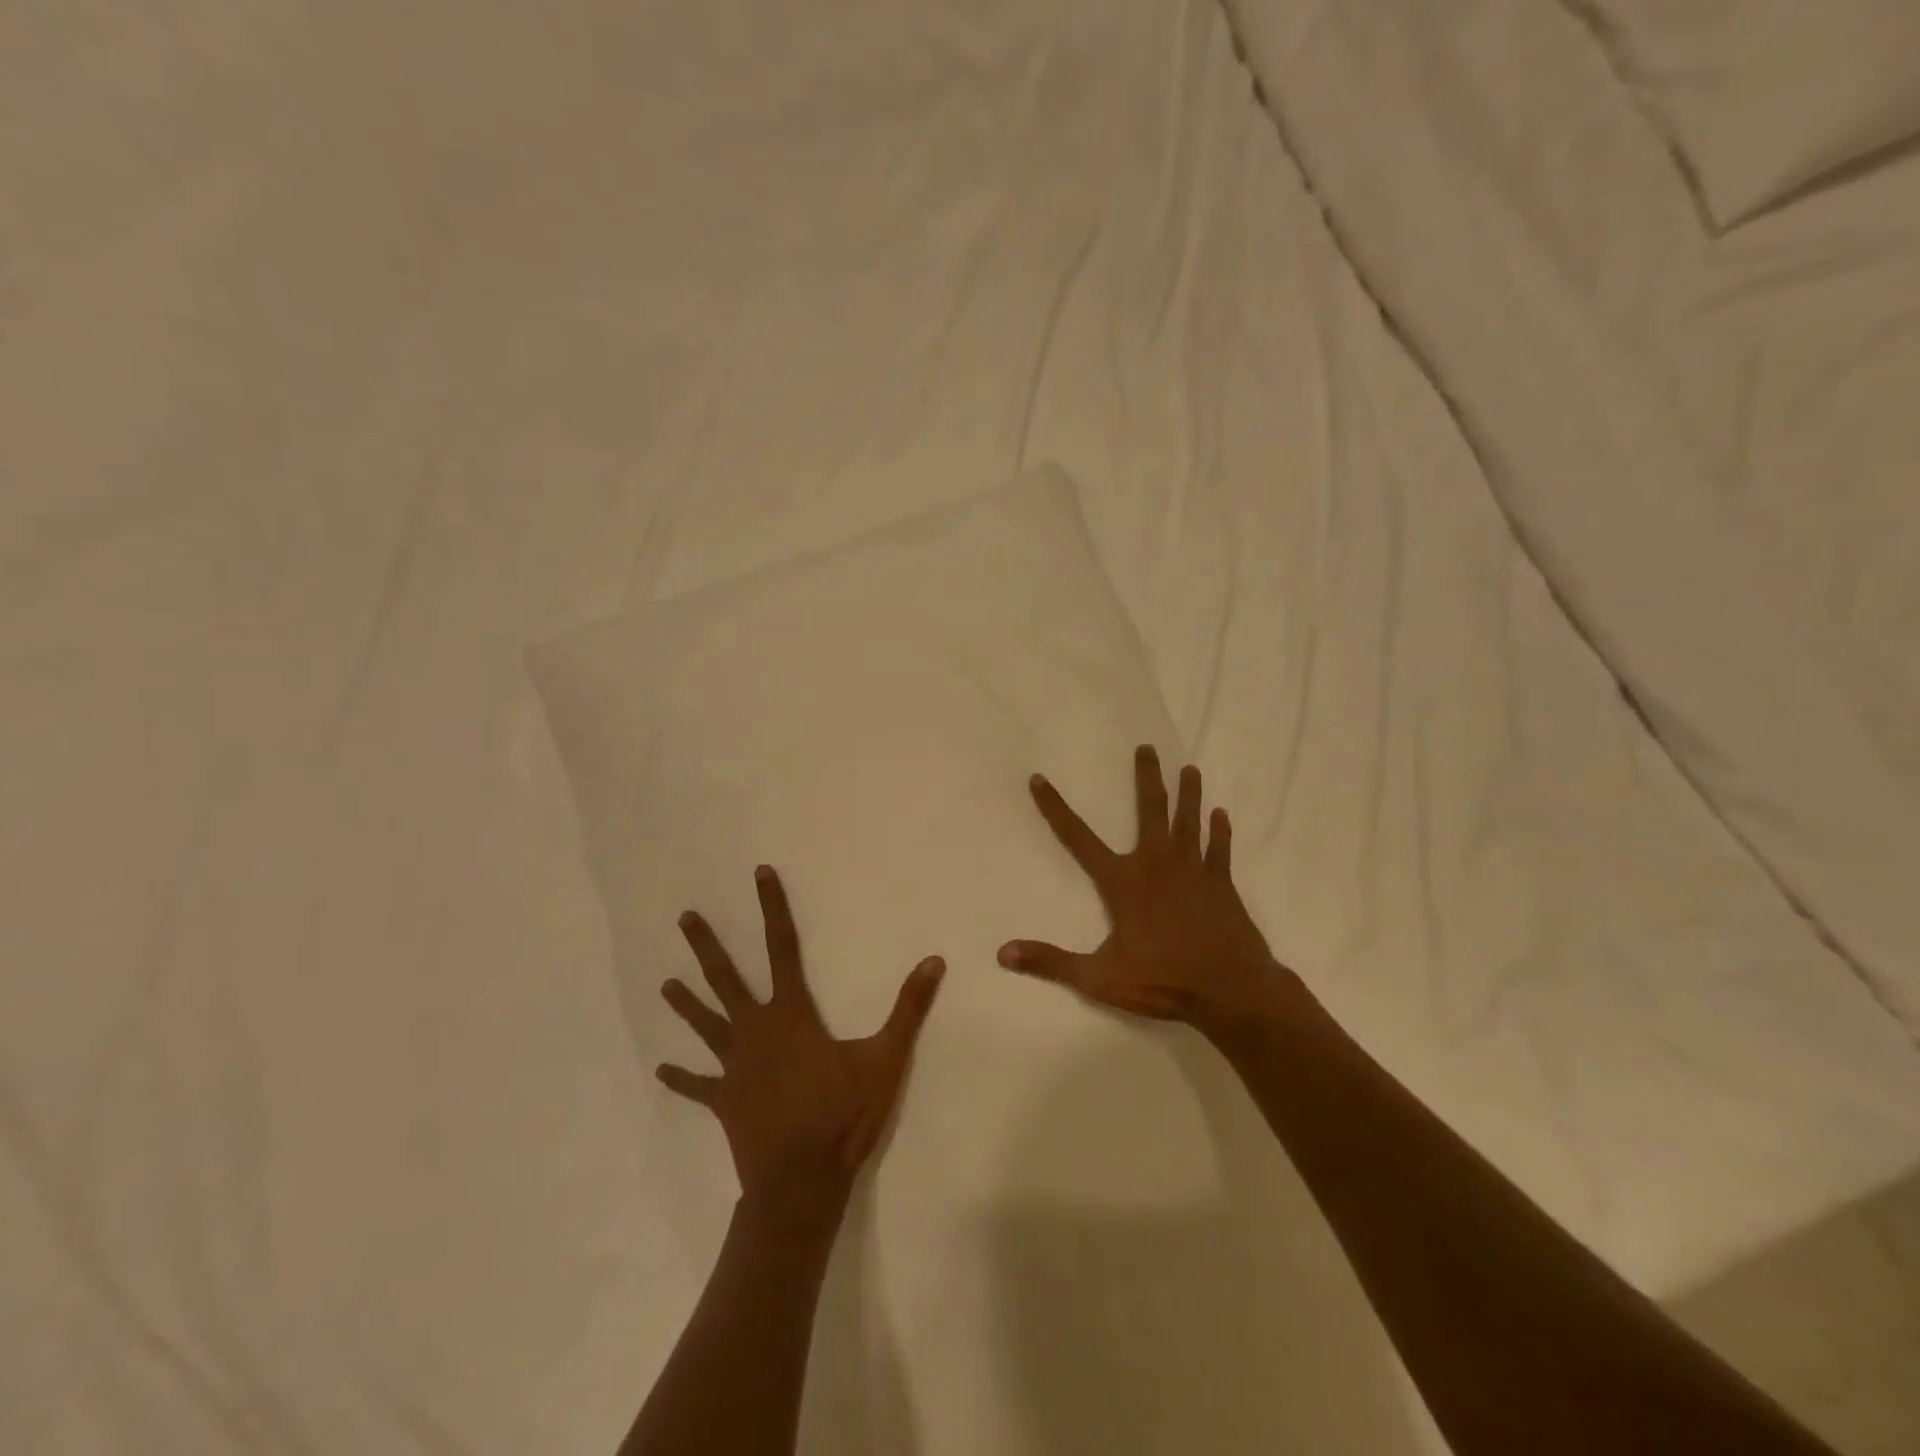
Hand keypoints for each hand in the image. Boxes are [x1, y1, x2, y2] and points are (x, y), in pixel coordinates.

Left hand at [657, 866, 944, 1216]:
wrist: (802, 1181)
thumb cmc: (844, 1114)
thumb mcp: (886, 1057)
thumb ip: (909, 1008)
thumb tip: (934, 961)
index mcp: (791, 1014)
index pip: (782, 947)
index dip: (772, 907)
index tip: (759, 874)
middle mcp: (756, 1031)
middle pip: (726, 979)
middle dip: (706, 946)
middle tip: (684, 918)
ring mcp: (735, 1068)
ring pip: (706, 1025)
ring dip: (686, 1004)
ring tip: (664, 983)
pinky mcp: (725, 1102)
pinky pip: (699, 1085)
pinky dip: (682, 1077)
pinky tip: (662, 1069)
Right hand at [998, 745, 1293, 1041]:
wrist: (1231, 991)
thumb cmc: (1163, 981)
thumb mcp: (1099, 978)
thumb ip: (1052, 962)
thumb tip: (1003, 954)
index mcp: (1124, 882)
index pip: (1078, 837)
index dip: (1055, 808)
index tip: (1040, 779)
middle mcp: (1157, 864)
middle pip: (1150, 810)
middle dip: (1147, 777)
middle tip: (1147, 748)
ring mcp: (1194, 871)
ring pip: (1189, 822)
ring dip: (1189, 794)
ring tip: (1190, 769)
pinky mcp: (1222, 885)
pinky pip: (1220, 850)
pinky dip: (1220, 832)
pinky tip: (1221, 815)